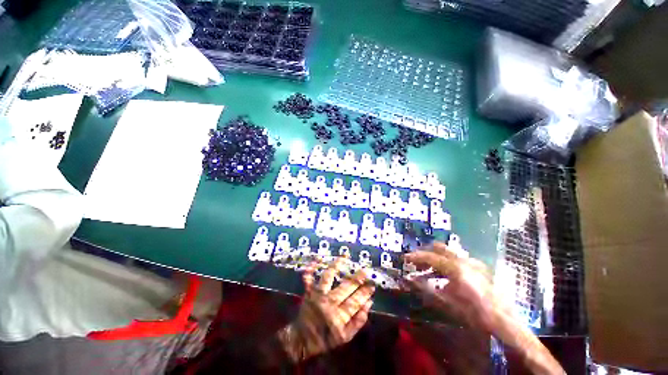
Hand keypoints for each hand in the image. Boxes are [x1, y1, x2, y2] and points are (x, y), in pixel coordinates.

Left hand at [278, 257, 374, 361]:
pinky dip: (312, 267)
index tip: (372, 284)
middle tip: (366, 270)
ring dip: (337, 265)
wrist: (302, 340)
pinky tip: (318, 258)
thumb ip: (358, 322)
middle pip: (345, 287)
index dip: (365, 292)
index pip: (355, 301)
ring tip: (345, 257)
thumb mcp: (345, 337)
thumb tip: (368, 304)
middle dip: (357, 278)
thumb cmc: (325, 338)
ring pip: (328, 276)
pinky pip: (309, 277)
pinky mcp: (309, 291)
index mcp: (338, 316)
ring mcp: (317, 294)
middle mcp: (328, 302)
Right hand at [404, 242, 503, 331]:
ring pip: (449, 254)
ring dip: (436, 259)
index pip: (430, 257)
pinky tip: (446, 278)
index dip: (416, 256)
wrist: (505, 323)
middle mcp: (465, 260)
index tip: (405, 258)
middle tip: (416, 261)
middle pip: (440, 248)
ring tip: (428, 271)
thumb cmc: (474, 314)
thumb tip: (409, 280)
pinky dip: (447, 264)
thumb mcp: (447, 303)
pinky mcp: (481, 268)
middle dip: (426, 252)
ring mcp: (474, 263)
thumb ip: (426, 289)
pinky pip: (459, 260)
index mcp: (456, 267)